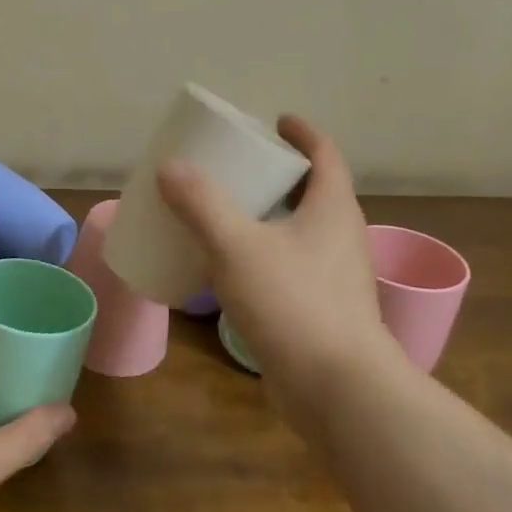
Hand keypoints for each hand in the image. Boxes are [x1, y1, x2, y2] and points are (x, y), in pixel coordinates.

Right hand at [157, 115, 403, 434]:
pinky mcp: (321, 309)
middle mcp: (340, 236)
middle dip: (276, 174)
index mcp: (332, 209)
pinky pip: (289, 265)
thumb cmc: (294, 303)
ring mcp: (334, 276)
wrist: (338, 390)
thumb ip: (201, 204)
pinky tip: (228, 267)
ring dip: (267, 216)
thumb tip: (170, 167)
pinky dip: (262, 253)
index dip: (301, 133)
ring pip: (299, 230)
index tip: (274, 121)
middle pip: (312, 190)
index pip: (324, 154)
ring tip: (224, 212)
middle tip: (236, 167)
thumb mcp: (237, 245)